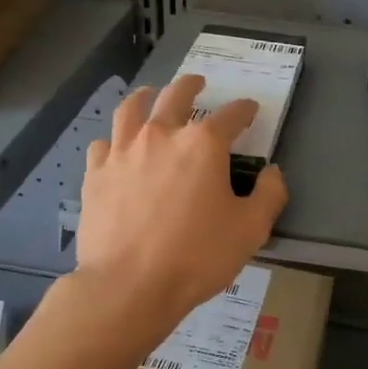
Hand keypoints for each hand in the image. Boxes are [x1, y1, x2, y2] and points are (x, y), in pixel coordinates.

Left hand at [76, 75, 287, 332]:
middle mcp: (161, 135)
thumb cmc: (197, 257)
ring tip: (150, 95)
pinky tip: (117, 146)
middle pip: (176, 96)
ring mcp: (123, 151)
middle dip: (191, 86)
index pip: (231, 115)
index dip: (244, 110)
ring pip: (133, 108)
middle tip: (198, 83)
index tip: (250, 109)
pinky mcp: (95, 173)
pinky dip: (115, 139)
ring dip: (146, 96)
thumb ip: (269, 195)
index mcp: (203, 144)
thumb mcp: (251, 230)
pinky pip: (104, 143)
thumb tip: (272, 172)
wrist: (129, 285)